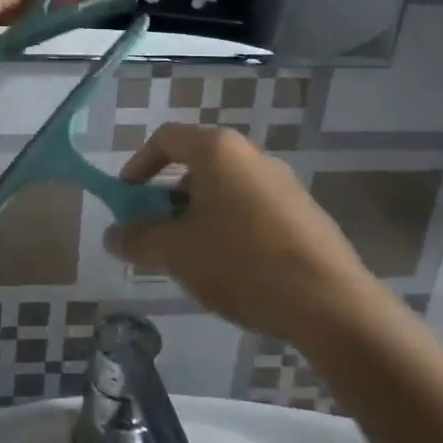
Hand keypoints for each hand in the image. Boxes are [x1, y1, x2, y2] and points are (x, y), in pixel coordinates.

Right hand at [106, 125, 374, 347]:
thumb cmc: (241, 262)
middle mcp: (252, 156)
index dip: (139, 165)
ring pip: (226, 191)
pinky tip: (233, 271)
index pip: (166, 139)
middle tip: (157, 235)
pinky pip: (254, 212)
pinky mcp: (305, 214)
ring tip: (192, 260)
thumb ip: (138, 239)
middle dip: (168, 199)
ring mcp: (284, 184)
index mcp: (218, 151)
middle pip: (197, 166)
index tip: (126, 199)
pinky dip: (232, 230)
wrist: (330, 304)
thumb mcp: (177, 252)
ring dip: (200, 217)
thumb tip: (112, 235)